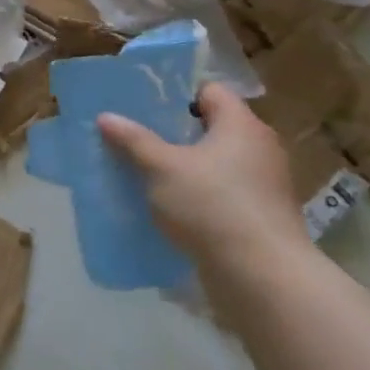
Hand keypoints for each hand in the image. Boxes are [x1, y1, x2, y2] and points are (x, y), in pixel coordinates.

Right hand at [97, 82, 308, 275]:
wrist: (262, 277)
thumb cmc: (213, 205)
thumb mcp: (161, 168)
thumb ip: (134, 140)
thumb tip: (106, 117)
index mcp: (241, 125)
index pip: (211, 92)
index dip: (178, 94)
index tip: (146, 106)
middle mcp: (260, 148)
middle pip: (213, 127)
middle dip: (176, 132)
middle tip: (139, 137)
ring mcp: (264, 185)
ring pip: (217, 163)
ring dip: (187, 167)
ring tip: (148, 172)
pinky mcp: (261, 217)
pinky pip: (223, 193)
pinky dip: (200, 195)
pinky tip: (171, 206)